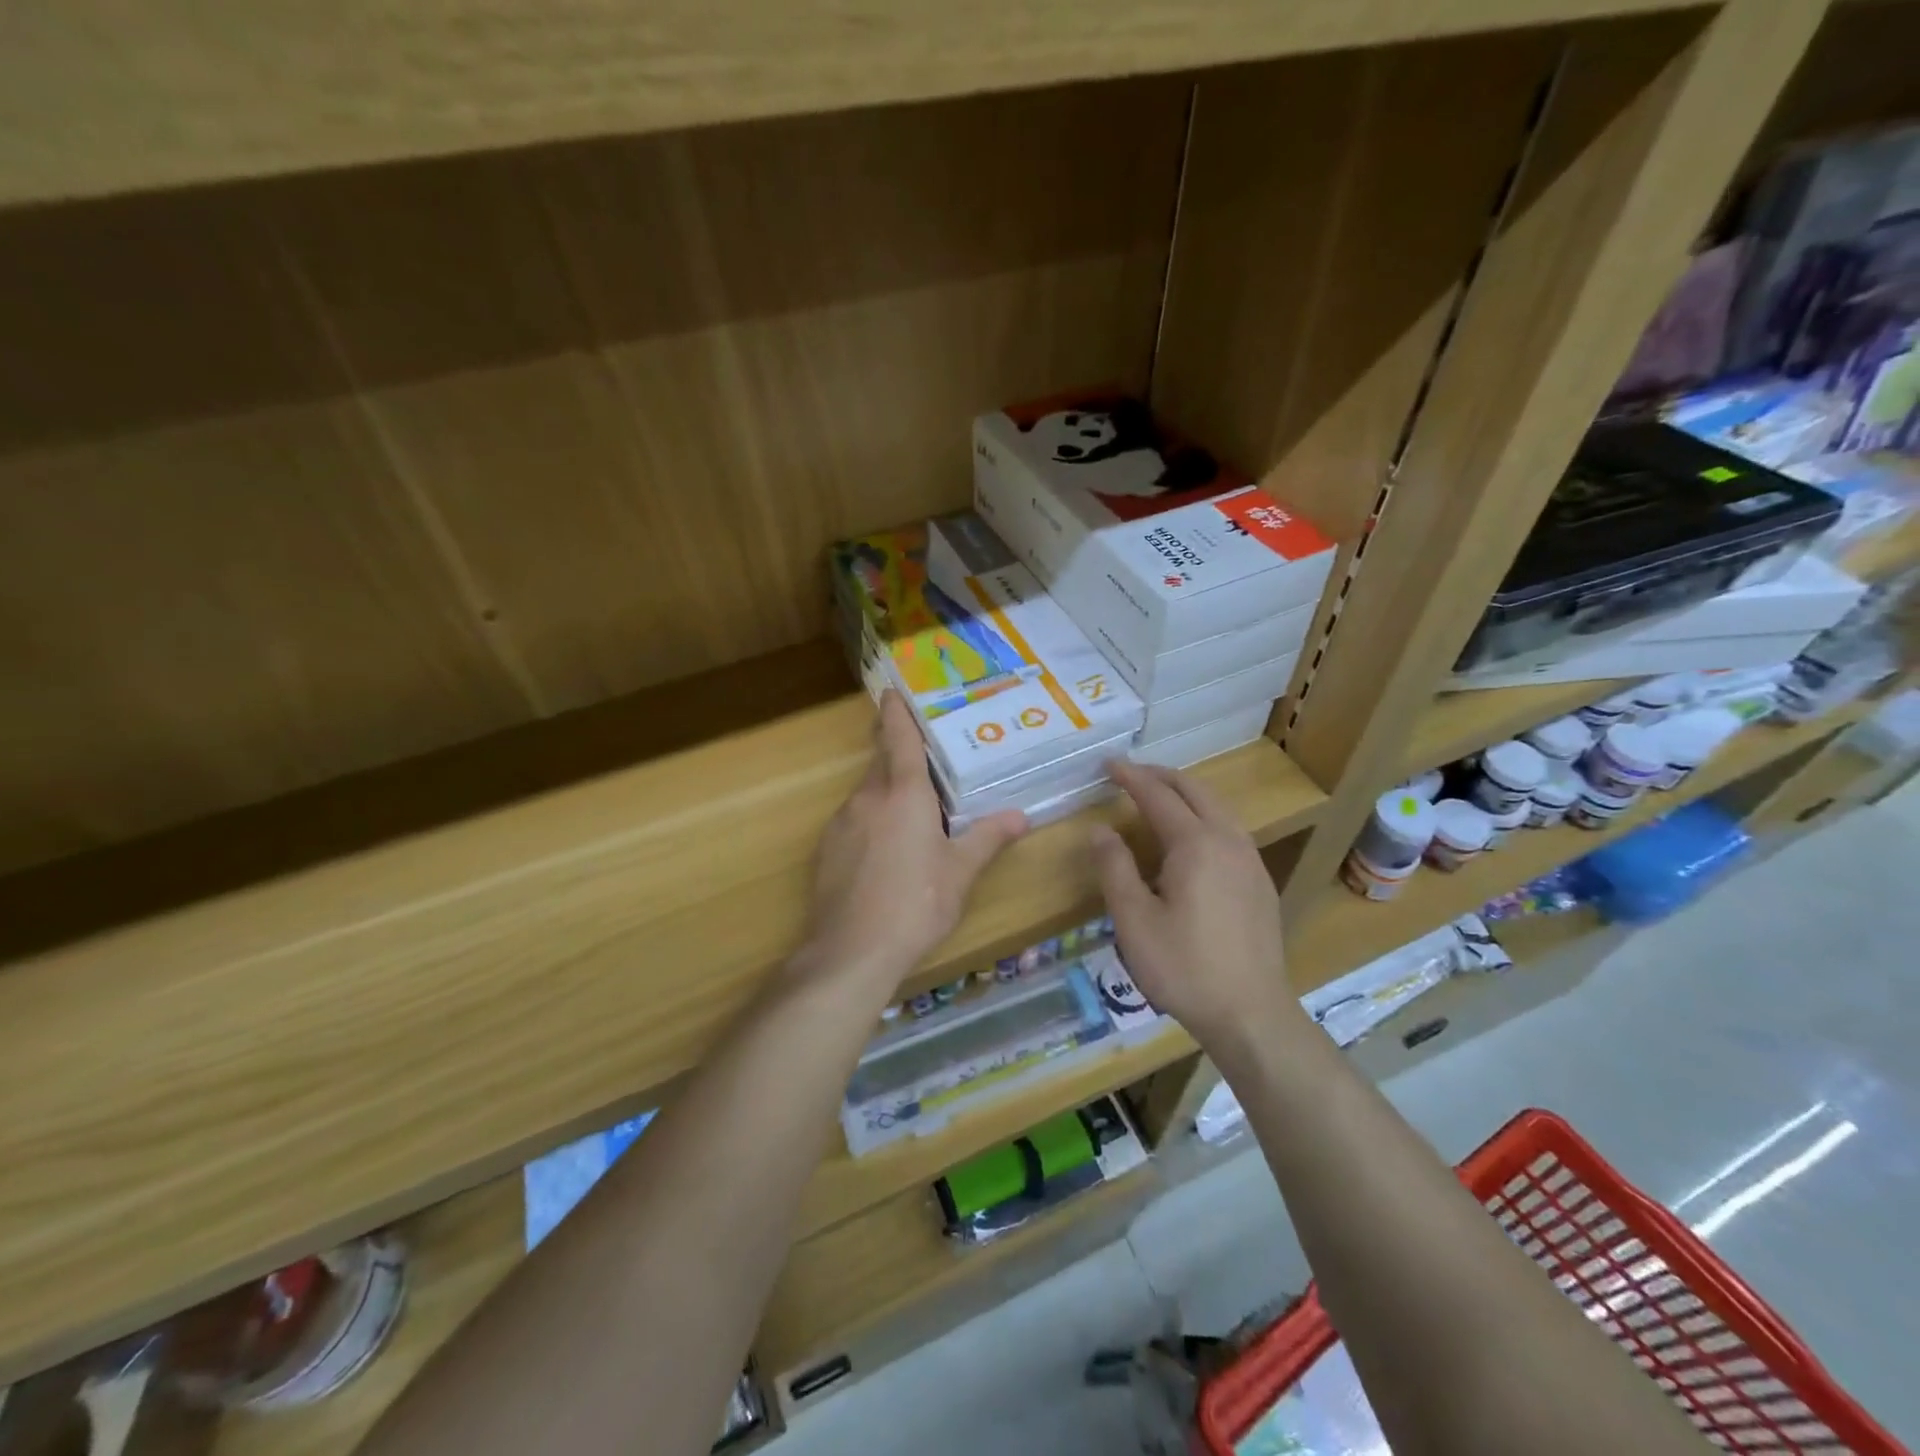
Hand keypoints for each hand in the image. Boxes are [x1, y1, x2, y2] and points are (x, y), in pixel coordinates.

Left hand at [804, 691, 1026, 983]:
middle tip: (913, 742)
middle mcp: (868, 798)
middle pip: (880, 761)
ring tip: (909, 808)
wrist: (851, 950)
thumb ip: (988, 838)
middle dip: (892, 746)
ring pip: (866, 792)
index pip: (900, 740)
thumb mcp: (960, 872)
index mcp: (904, 795)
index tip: (891, 691)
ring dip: (885, 789)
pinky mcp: (826, 848)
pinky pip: (853, 819)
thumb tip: (1020, 816)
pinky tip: (883, 849)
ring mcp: (842, 822)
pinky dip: (870, 819)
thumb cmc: (916, 903)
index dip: (897, 713)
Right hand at [1091, 761, 1299, 1048]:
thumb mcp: (1134, 921)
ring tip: (1157, 797)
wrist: (1251, 1014)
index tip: (1107, 764)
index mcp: (1196, 844)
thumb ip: (1114, 868)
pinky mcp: (1260, 882)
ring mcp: (1250, 860)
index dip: (1130, 777)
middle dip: (1160, 776)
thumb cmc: (1184, 967)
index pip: (1158, 795)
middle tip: (1130, 774)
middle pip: (1194, 790)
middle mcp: (1228, 840)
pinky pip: (1229, 829)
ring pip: (1217, 807)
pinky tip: (1191, 837)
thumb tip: (1100, 830)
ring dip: (1185, 793)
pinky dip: (1203, 815)